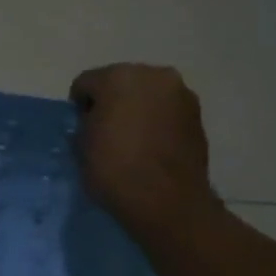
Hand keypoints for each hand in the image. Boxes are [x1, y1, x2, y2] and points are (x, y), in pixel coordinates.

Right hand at [69, 63, 216, 233]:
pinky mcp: (197, 114)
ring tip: (131, 139)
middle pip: (120, 81)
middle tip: (105, 130)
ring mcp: (180, 93)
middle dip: (111, 101)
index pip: (85, 83)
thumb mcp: (81, 146)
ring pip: (147, 94)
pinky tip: (151, 144)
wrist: (167, 201)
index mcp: (118, 77)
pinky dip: (156, 120)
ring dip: (136, 109)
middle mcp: (153, 75)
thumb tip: (94, 122)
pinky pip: (166, 110)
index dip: (78, 106)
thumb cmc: (115, 169)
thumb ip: (85, 124)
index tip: (80, 128)